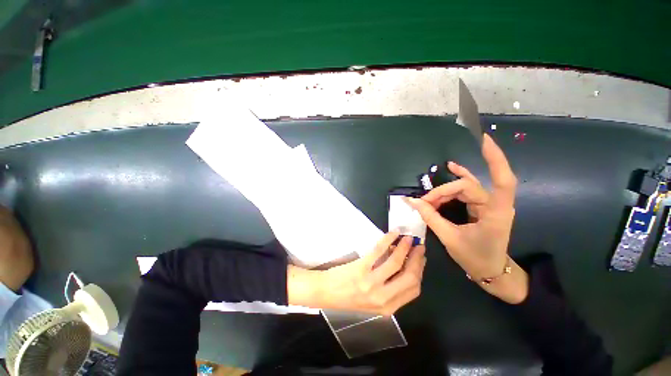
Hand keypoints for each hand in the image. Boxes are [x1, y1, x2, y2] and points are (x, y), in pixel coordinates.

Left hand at [288, 231, 425, 314]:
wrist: (326, 292)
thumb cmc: (348, 297)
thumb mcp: (374, 302)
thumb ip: (391, 290)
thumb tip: (405, 267)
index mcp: (388, 307)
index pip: (413, 289)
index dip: (420, 271)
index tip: (421, 259)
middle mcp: (382, 297)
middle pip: (410, 277)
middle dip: (417, 259)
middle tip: (418, 246)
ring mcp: (371, 282)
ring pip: (396, 262)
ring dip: (405, 247)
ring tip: (408, 238)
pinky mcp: (361, 268)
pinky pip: (379, 251)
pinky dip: (388, 240)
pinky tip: (393, 234)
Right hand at [408, 134, 527, 303]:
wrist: (490, 271)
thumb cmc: (475, 257)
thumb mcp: (450, 238)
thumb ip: (430, 216)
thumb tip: (412, 201)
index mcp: (495, 212)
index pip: (501, 180)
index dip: (494, 158)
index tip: (483, 140)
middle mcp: (495, 204)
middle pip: (467, 186)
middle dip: (443, 192)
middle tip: (424, 203)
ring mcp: (489, 204)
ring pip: (465, 187)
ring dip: (445, 190)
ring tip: (428, 198)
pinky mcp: (481, 205)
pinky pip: (467, 189)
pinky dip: (457, 181)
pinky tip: (451, 169)